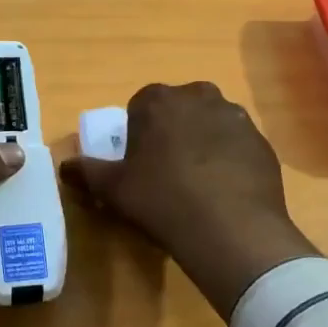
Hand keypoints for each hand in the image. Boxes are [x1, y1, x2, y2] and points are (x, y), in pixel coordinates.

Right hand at [63, 82, 318, 318]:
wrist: (231, 230)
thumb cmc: (161, 200)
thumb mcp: (113, 189)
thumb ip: (86, 171)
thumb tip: (65, 166)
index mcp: (158, 100)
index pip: (141, 105)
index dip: (138, 132)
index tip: (139, 162)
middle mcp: (199, 96)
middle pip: (179, 109)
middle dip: (172, 130)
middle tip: (166, 169)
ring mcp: (236, 117)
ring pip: (210, 123)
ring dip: (203, 141)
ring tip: (197, 182)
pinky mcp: (262, 142)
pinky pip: (237, 144)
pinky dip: (229, 159)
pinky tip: (224, 190)